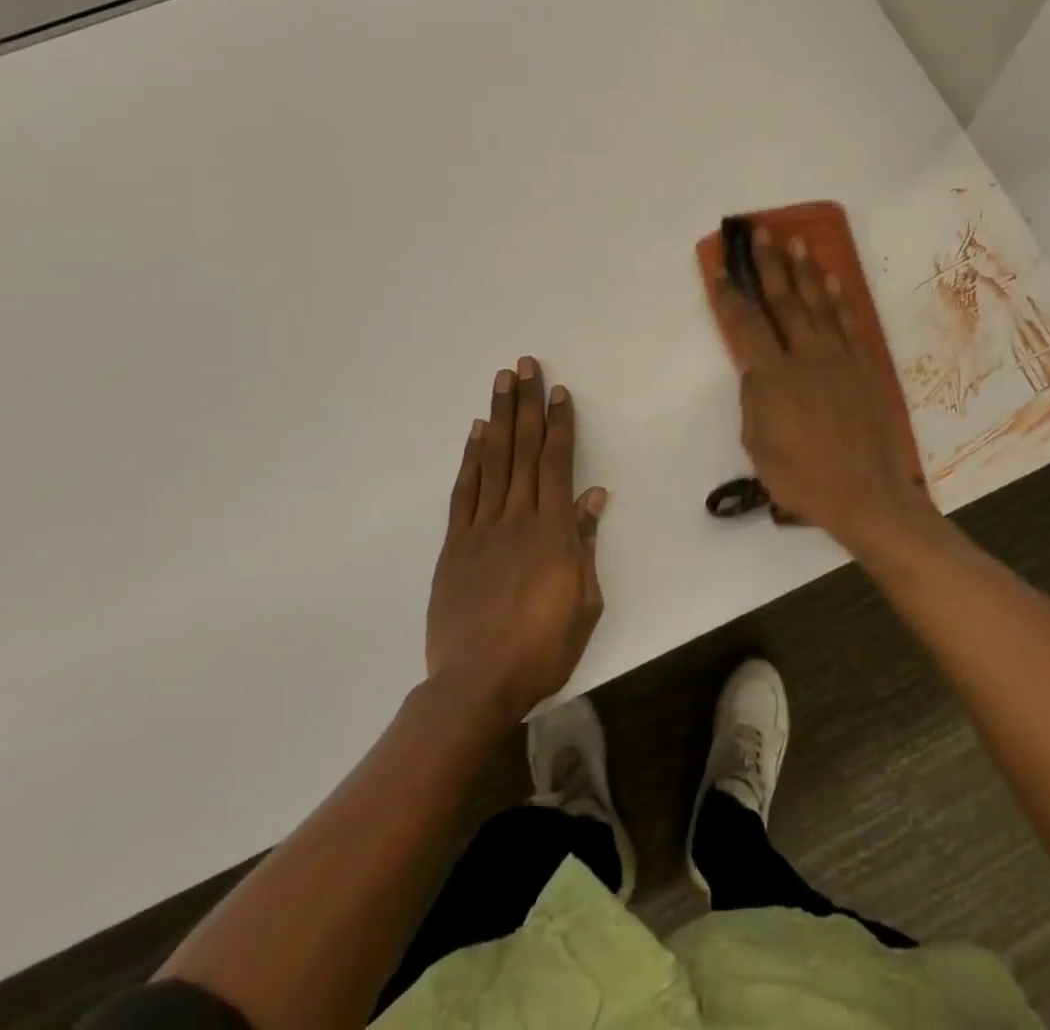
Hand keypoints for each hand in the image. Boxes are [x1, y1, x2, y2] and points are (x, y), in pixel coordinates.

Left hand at [426, 358, 608, 723]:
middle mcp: (516, 517)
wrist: (475, 684)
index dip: (559, 424)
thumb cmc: (542, 648)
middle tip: (524, 365)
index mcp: (552, 531)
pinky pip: (465, 492)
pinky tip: (476, 434)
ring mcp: (482, 528)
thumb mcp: (583, 601)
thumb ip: (585, 543)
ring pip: (492, 461)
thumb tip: (594, 496)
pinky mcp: (455, 545)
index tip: (559, 392)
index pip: (556, 463)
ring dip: (498, 418)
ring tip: (500, 382)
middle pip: (522, 450)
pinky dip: (471, 459)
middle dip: (526, 404)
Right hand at [713, 230, 933, 550]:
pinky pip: (849, 325)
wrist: (866, 494)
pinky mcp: (864, 368)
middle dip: (770, 266)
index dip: (731, 297)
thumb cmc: (802, 478)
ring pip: (819, 305)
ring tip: (797, 243)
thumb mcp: (758, 444)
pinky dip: (840, 301)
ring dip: (806, 272)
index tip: (721, 271)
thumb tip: (758, 371)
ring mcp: (839, 359)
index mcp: (774, 377)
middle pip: (784, 302)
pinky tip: (833, 282)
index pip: (746, 326)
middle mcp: (806, 357)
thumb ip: (755, 400)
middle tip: (762, 235)